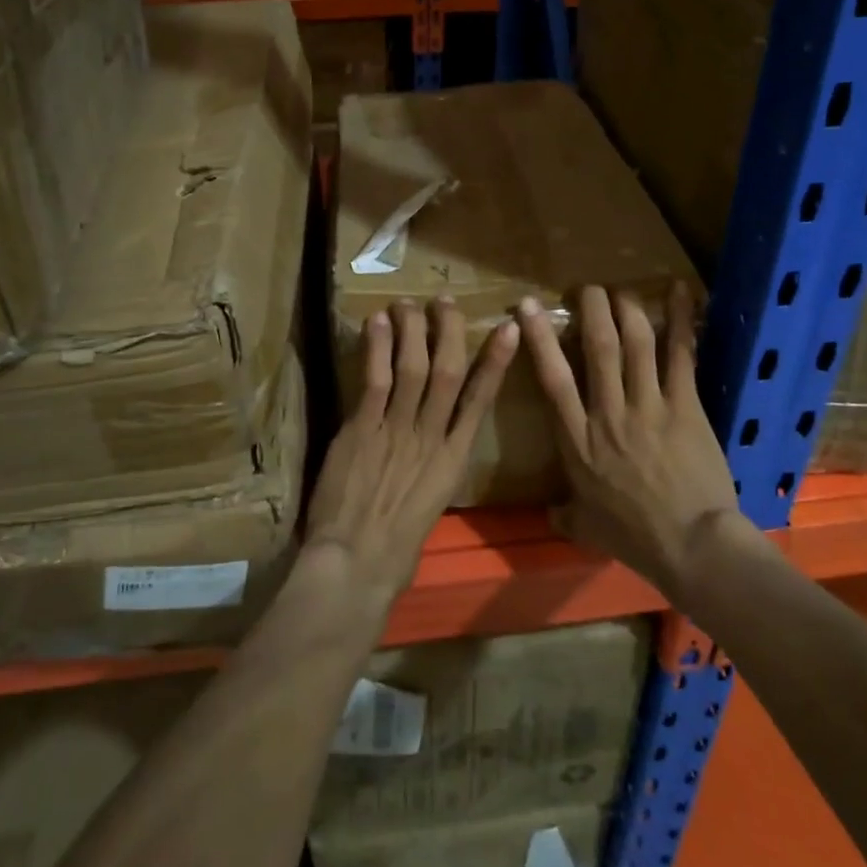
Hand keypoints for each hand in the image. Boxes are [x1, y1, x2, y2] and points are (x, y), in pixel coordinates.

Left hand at [306, 298, 518, 608]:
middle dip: (448, 332)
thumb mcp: (429, 505)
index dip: (496, 362)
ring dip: (412, 331)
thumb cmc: (395, 549)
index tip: (509, 329)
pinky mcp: (363, 430)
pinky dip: (378, 349)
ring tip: (407, 304)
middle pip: (448, 372)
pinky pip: (375, 381)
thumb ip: (431, 468)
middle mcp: (431, 437)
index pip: (480, 400)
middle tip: (443, 302)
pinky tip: (378, 322)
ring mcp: (397, 431)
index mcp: (453, 460)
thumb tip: (430, 445)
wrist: (357, 565)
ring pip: (413, 368)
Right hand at [517, 283, 754, 596]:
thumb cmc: (636, 539)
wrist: (693, 548)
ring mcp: (648, 406)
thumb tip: (550, 513)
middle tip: (587, 288)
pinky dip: (681, 321)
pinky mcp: (685, 406)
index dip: (540, 338)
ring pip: (635, 344)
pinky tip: (681, 292)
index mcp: (578, 441)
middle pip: (597, 348)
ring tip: (622, 289)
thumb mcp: (588, 528)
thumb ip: (565, 514)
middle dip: (591, 310)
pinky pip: (681, 355)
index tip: (527, 308)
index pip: (553, 379)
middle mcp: (608, 413)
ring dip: (627, 309)